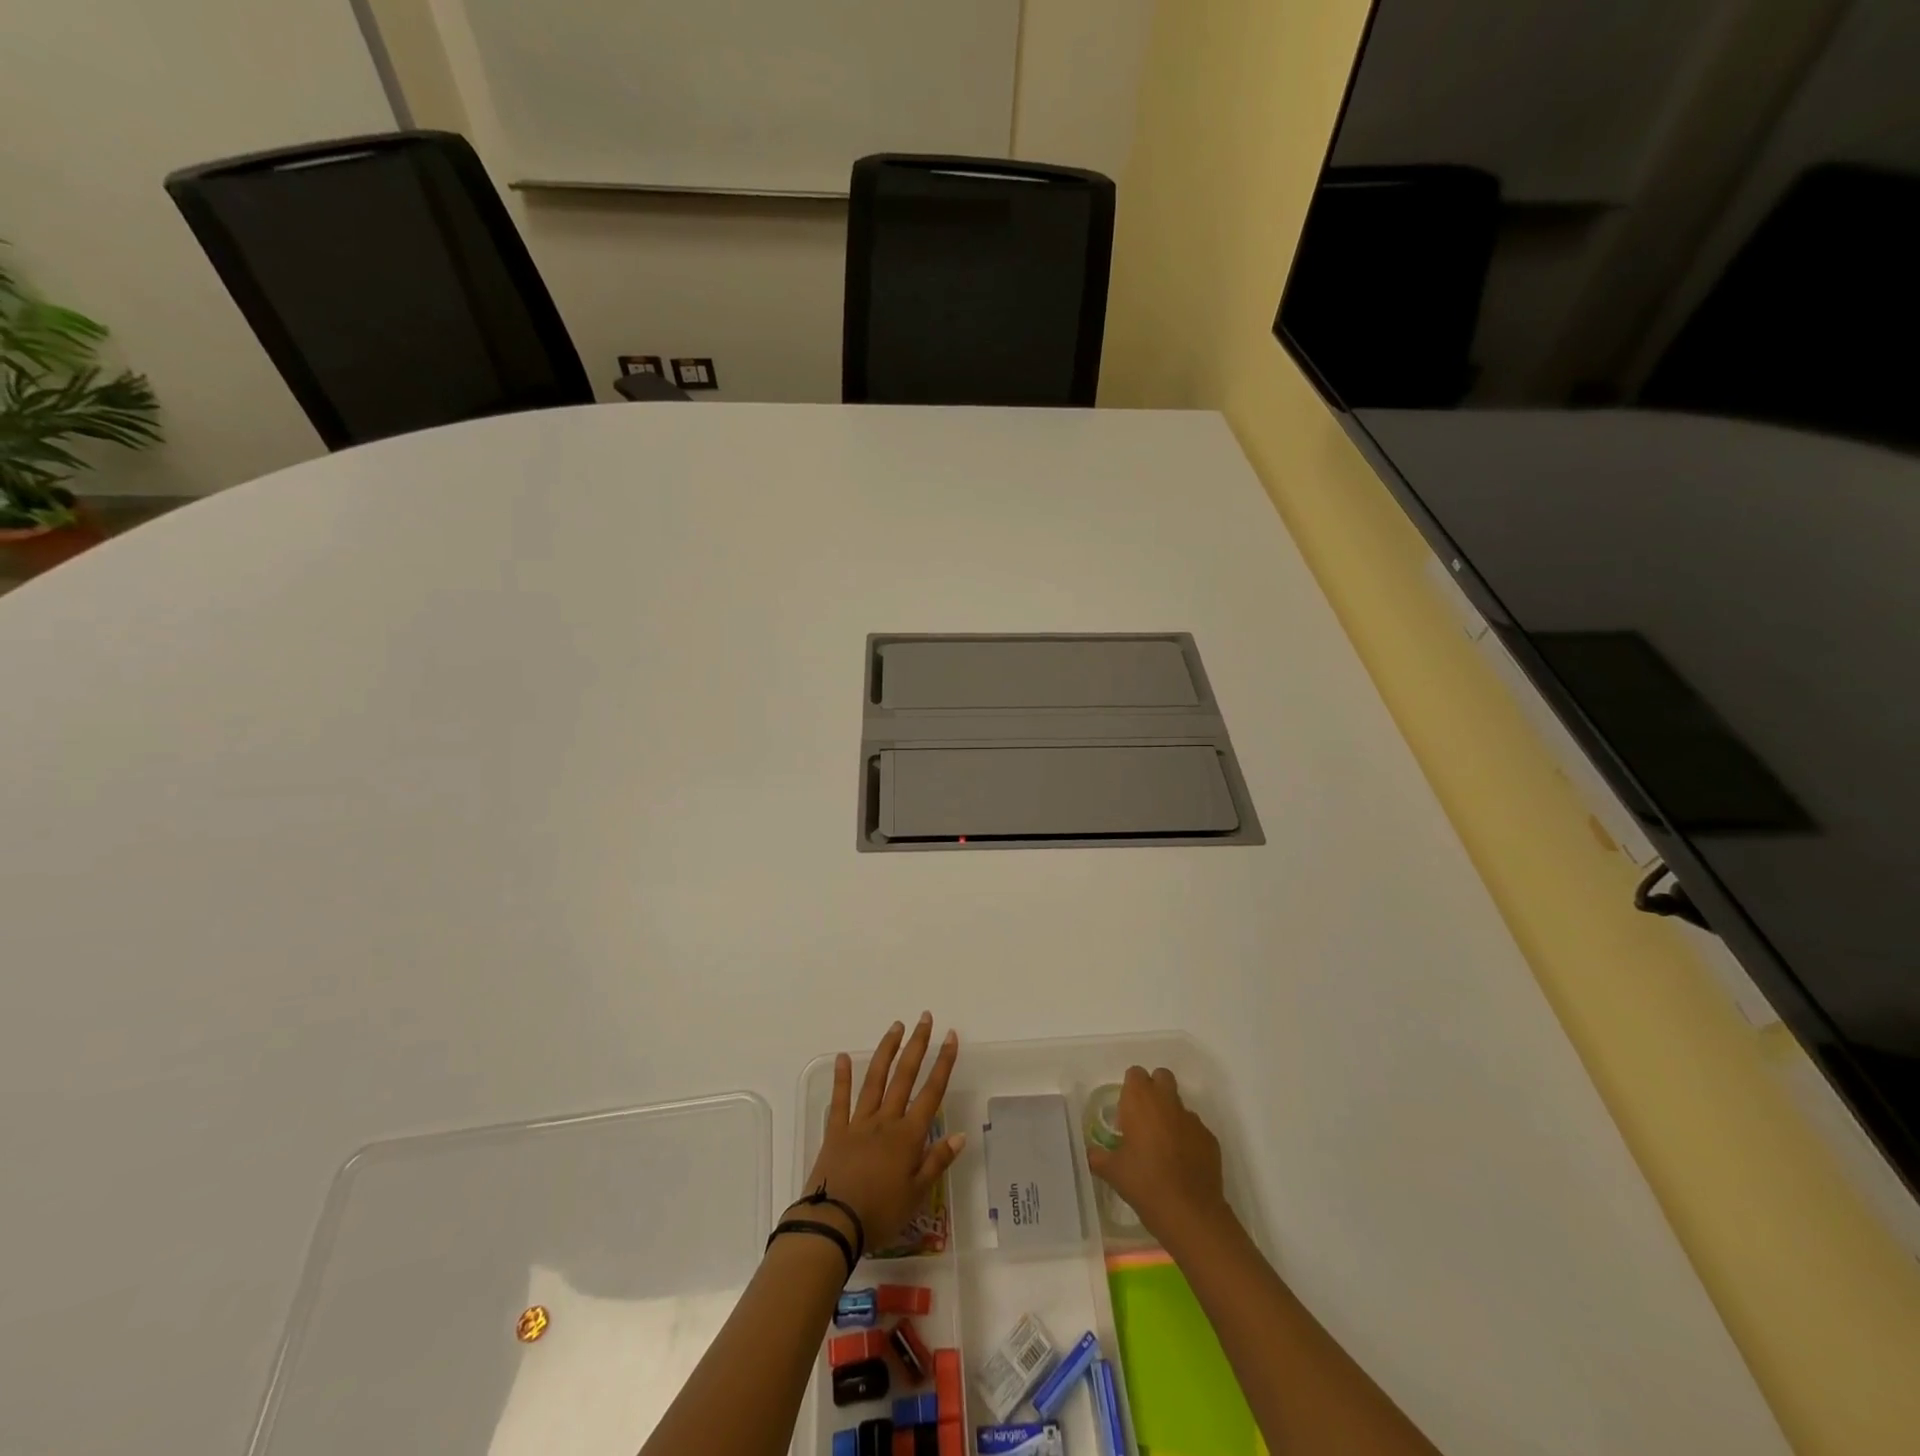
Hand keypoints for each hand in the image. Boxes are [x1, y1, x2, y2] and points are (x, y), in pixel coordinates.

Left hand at [798, 1014, 963, 1252]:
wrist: (833, 1224)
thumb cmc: (880, 1214)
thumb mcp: (917, 1195)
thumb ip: (937, 1162)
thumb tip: (961, 1135)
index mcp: (908, 1136)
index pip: (931, 1093)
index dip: (943, 1063)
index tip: (950, 1036)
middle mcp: (886, 1121)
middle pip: (904, 1076)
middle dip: (917, 1045)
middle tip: (925, 1018)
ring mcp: (859, 1123)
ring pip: (876, 1079)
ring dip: (887, 1051)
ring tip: (896, 1026)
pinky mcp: (835, 1131)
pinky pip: (840, 1100)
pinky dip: (842, 1078)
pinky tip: (843, 1057)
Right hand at [1086, 1065, 1231, 1246]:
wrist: (1189, 1212)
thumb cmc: (1144, 1183)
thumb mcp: (1112, 1171)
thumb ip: (1098, 1156)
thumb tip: (1091, 1153)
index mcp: (1140, 1100)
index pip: (1135, 1074)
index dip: (1130, 1089)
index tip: (1125, 1113)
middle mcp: (1167, 1101)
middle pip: (1162, 1077)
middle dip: (1154, 1090)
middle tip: (1145, 1119)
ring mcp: (1192, 1119)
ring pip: (1179, 1105)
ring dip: (1171, 1116)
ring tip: (1164, 1148)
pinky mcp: (1210, 1138)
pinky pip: (1195, 1129)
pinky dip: (1188, 1138)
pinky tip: (1182, 1164)